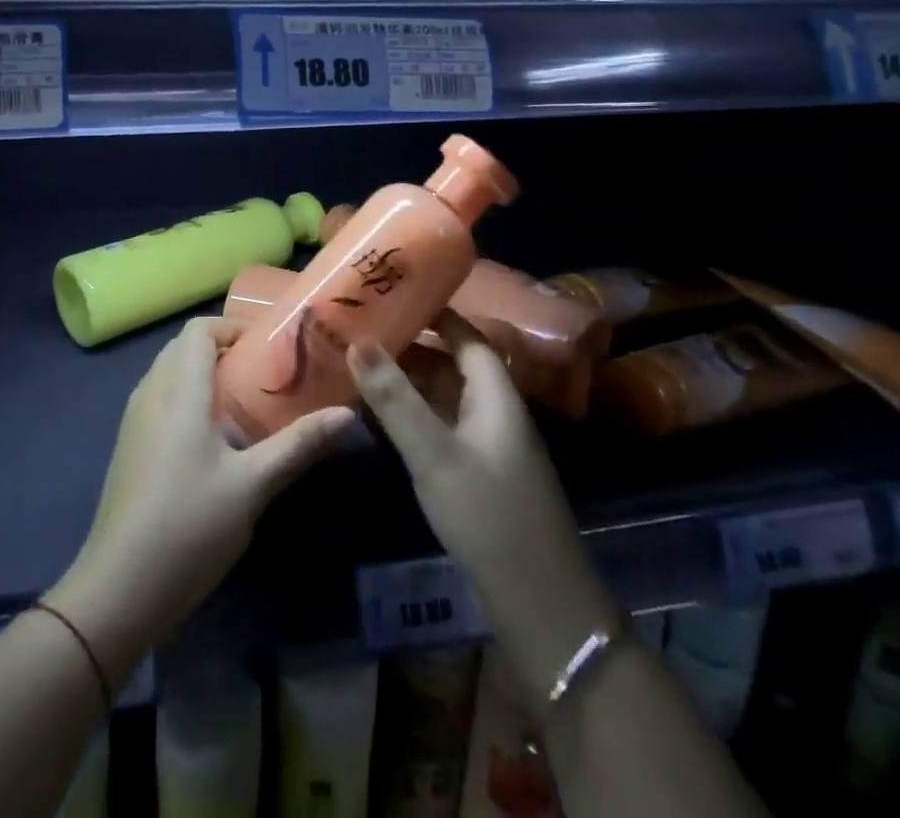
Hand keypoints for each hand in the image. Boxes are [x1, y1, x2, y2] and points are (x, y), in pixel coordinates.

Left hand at [47, 318, 355, 677]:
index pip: (198, 330)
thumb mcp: (252, 485)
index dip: (232, 327)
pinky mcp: (129, 447)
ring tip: (245, 402)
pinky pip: (159, 399)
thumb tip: (347, 415)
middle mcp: (151, 394)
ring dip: (203, 373)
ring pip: (169, 373)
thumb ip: (298, 445)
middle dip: (223, 349)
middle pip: (183, 347)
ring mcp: (134, 421)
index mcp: (178, 391)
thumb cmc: (189, 527)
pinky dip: (186, 397)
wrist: (118, 589)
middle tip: (264, 373)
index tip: (269, 348)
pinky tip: (213, 438)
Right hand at [347, 312, 618, 703]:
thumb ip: (394, 398)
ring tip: (359, 366)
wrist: (540, 604)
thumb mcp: (434, 454)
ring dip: (407, 382)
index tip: (392, 296)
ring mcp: (488, 444)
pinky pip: (442, 425)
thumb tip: (358, 341)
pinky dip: (413, 414)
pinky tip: (379, 417)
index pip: (466, 335)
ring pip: (444, 396)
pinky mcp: (479, 473)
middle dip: (409, 346)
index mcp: (496, 394)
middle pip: (451, 363)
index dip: (433, 313)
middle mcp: (495, 411)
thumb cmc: (489, 515)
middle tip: (360, 331)